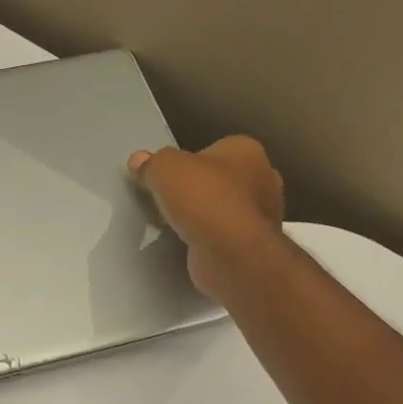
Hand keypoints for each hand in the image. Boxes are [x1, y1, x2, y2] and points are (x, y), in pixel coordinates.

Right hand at [129, 137, 285, 301]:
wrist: (232, 254)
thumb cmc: (204, 199)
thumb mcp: (164, 169)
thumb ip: (152, 163)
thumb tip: (138, 160)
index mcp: (246, 150)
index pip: (214, 149)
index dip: (189, 162)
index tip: (169, 178)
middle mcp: (264, 178)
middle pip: (221, 179)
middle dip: (199, 190)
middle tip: (171, 202)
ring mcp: (264, 214)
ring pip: (226, 208)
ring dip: (206, 216)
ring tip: (178, 226)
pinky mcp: (256, 245)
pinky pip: (227, 235)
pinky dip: (212, 239)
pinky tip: (192, 245)